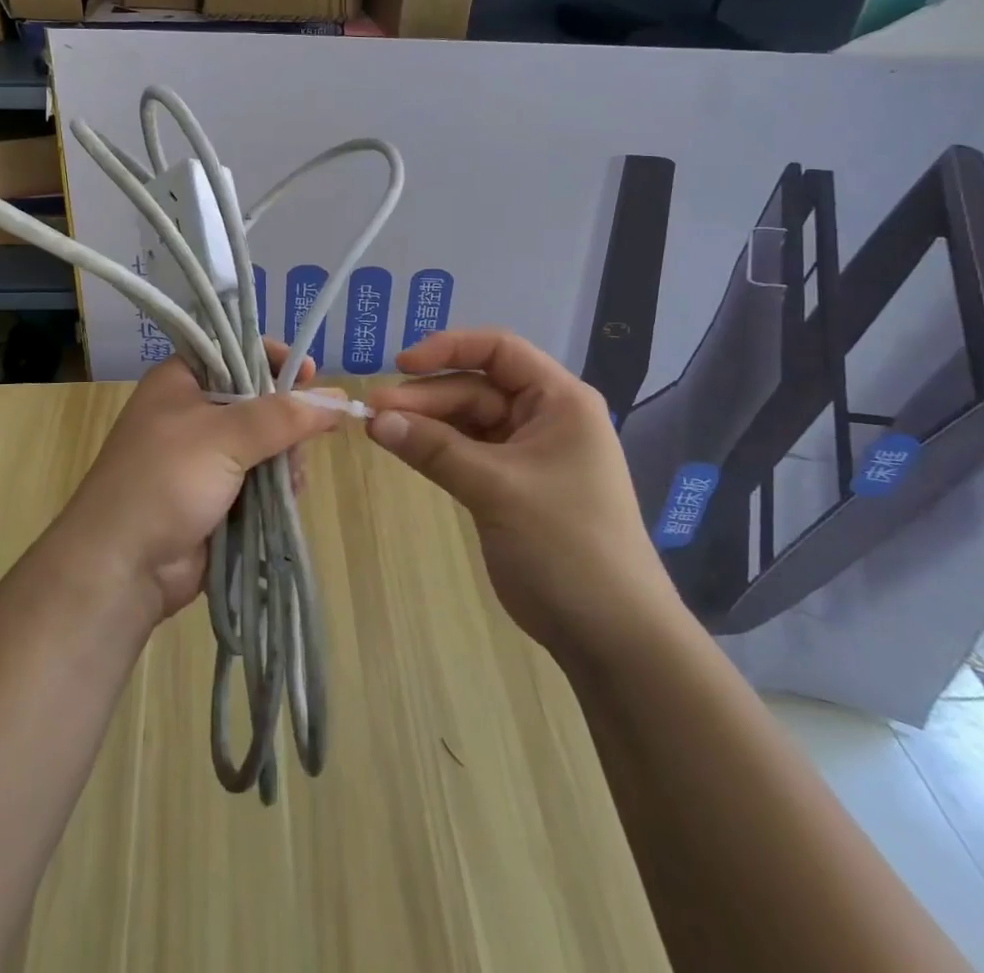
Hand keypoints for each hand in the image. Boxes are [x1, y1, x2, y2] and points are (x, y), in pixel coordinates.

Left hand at [60, 341, 343, 624]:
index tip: (309, 372)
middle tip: (308, 434)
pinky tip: (289, 496)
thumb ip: (283, 416)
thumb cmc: (164, 480)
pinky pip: (262, 479)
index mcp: (181, 381)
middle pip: (258, 399)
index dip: (273, 358)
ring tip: (291, 476)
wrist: (122, 567)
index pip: (234, 351)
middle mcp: (193, 413)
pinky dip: (278, 486)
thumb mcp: (223, 436)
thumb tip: (337, 399)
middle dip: (286, 419)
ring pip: (265, 443)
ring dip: (285, 457)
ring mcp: (206, 458)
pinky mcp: (218, 496)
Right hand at [365, 328, 680, 654]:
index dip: (449, 349)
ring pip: (467, 421)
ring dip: (426, 423)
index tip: (402, 365)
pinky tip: (404, 449)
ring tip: (378, 429)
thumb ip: (435, 448)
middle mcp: (544, 417)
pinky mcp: (510, 485)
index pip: (499, 350)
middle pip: (476, 388)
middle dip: (426, 397)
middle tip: (374, 411)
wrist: (609, 634)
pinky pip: (466, 452)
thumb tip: (375, 418)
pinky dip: (436, 449)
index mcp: (559, 400)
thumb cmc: (566, 544)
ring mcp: (526, 452)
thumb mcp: (497, 488)